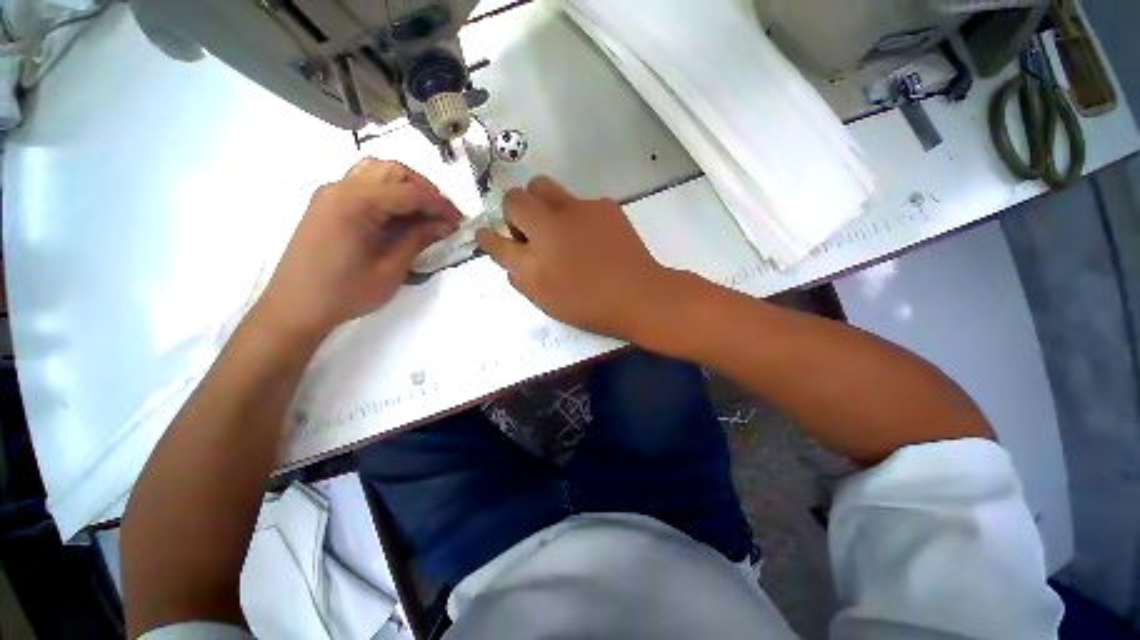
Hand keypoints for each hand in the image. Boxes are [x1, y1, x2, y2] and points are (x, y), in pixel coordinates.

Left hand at [257, 158, 461, 336]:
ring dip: (407, 187)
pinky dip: (388, 192)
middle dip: (425, 190)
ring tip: (425, 213)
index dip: (439, 204)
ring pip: (377, 172)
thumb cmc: (345, 293)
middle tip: (444, 215)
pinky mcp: (328, 204)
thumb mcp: (390, 269)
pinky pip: (364, 184)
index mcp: (355, 203)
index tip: (459, 220)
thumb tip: (447, 224)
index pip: (408, 191)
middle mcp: (340, 188)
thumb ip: (419, 239)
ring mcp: (331, 193)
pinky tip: (400, 215)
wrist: (294, 307)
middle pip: (392, 171)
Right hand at [476, 176, 674, 340]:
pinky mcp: (603, 205)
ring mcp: (577, 210)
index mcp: (533, 261)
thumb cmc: (591, 306)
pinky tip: (592, 236)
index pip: (496, 240)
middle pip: (514, 198)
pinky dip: (576, 216)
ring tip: (558, 227)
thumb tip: (512, 259)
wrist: (639, 295)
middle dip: (515, 212)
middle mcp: (549, 228)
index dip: (488, 237)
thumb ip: (522, 279)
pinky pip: (578, 201)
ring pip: (543, 187)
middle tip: (530, 232)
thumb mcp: (548, 302)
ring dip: (541, 204)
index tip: (488, 235)